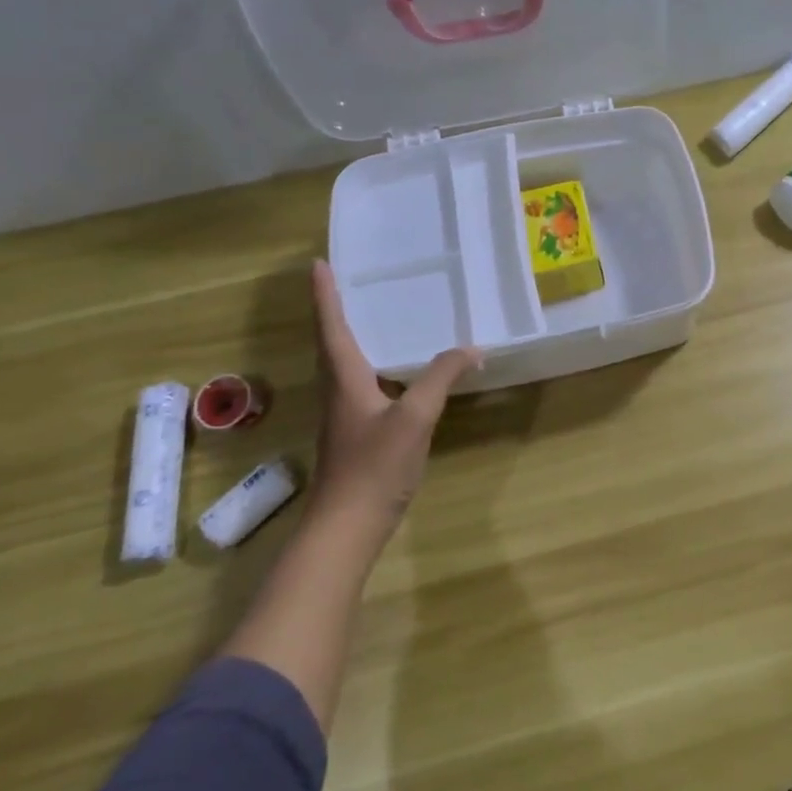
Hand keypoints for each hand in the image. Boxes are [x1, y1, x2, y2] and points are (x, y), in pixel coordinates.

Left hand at [310, 259, 478, 515]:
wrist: (346, 527)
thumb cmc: (374, 466)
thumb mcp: (415, 417)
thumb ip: (441, 378)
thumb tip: (473, 348)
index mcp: (345, 380)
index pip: (332, 327)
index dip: (325, 295)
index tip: (318, 263)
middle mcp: (339, 392)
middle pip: (332, 343)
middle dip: (335, 311)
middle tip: (348, 283)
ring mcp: (345, 416)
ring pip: (344, 366)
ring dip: (351, 337)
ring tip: (372, 317)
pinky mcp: (355, 435)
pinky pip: (360, 386)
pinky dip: (371, 366)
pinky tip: (394, 374)